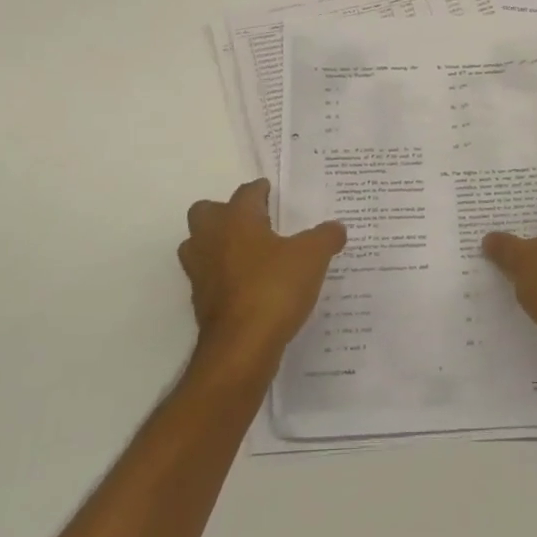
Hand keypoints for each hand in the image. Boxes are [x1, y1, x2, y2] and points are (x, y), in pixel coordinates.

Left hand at [178, 180, 346, 372]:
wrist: (241, 346)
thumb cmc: (274, 288)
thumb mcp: (312, 257)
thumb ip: (325, 237)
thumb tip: (336, 227)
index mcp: (236, 219)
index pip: (246, 192)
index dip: (261, 190)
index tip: (272, 192)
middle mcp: (211, 238)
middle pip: (207, 212)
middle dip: (226, 212)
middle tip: (254, 222)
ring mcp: (200, 270)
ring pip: (199, 244)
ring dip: (218, 243)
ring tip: (249, 253)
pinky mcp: (199, 300)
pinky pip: (208, 276)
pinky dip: (222, 275)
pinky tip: (247, 285)